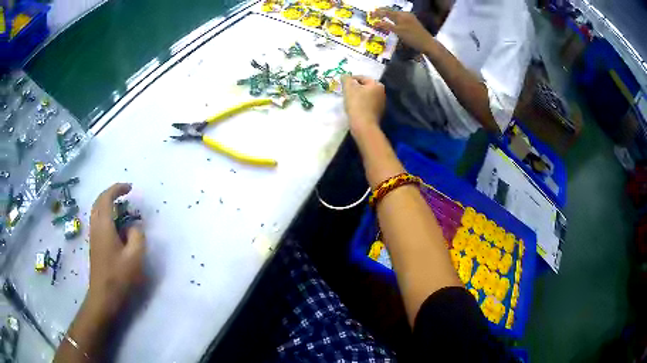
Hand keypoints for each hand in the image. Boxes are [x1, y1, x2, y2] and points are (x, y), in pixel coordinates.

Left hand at [88, 183, 145, 317]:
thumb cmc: (119, 276)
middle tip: (124, 194)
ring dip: (107, 203)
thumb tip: (133, 227)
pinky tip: (115, 224)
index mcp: (104, 226)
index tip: (130, 188)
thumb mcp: (134, 257)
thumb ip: (137, 236)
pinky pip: (98, 220)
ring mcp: (93, 235)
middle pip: (98, 201)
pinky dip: (105, 214)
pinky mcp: (94, 244)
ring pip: (96, 210)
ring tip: (121, 207)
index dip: (117, 189)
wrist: (103, 295)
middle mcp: (96, 226)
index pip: (107, 198)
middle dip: (111, 193)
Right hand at [342, 75, 385, 135]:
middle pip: (365, 87)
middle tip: (345, 92)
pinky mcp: (378, 113)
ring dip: (358, 96)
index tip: (343, 84)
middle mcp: (382, 93)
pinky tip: (354, 108)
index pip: (362, 78)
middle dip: (355, 88)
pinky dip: (361, 104)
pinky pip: (367, 105)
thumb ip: (346, 79)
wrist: (364, 126)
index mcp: (377, 85)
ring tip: (349, 100)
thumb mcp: (349, 88)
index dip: (350, 80)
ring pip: (366, 96)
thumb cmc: (357, 104)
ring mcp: (381, 104)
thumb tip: (345, 75)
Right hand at [373, 8, 434, 52]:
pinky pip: (401, 18)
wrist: (427, 43)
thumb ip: (387, 26)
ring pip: (396, 15)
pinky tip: (393, 21)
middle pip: (391, 12)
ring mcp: (410, 18)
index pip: (386, 12)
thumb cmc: (413, 38)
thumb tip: (375, 23)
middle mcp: (405, 14)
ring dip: (388, 16)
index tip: (370, 15)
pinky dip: (395, 19)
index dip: (377, 13)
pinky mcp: (413, 22)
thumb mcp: (398, 32)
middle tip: (374, 14)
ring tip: (382, 17)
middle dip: (383, 13)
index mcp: (401, 15)